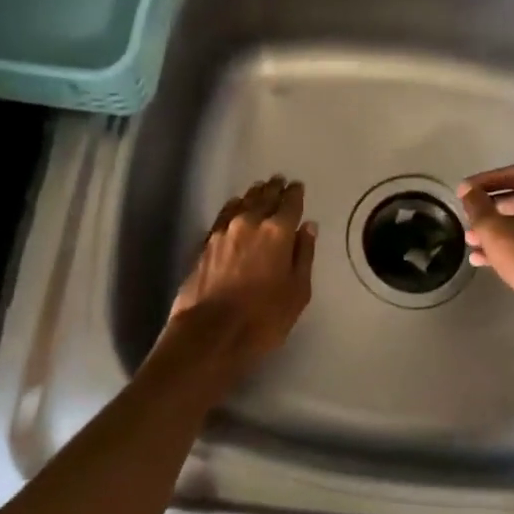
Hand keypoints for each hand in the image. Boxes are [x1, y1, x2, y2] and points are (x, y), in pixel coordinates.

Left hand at [168, 176, 316, 363]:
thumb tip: (308, 227)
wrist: (210, 333)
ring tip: (260, 189)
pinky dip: (233, 207)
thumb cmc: (263, 318)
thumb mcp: (297, 291)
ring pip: (241, 203)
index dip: (295, 193)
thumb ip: (303, 255)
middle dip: (274, 188)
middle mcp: (249, 222)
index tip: (297, 186)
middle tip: (279, 180)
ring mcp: (223, 231)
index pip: (290, 203)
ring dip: (253, 194)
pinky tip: (235, 208)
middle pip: (264, 197)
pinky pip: (223, 215)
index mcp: (277, 232)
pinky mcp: (205, 244)